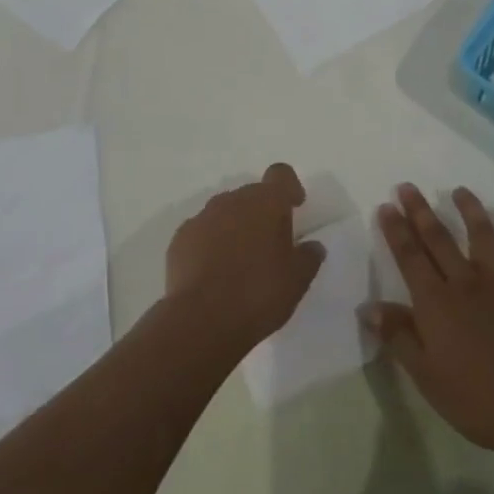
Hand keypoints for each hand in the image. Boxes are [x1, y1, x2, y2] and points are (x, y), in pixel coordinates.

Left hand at [165, 162, 324, 358]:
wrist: (202, 320)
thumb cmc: (259, 293)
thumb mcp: (298, 280)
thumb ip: (309, 257)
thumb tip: (313, 246)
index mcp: (267, 202)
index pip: (281, 174)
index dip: (289, 187)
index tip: (295, 206)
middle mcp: (234, 200)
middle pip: (252, 194)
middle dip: (261, 212)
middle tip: (269, 244)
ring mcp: (203, 217)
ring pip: (224, 212)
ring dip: (234, 227)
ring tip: (239, 261)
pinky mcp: (180, 238)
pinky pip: (201, 232)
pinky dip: (209, 244)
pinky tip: (213, 273)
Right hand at [365, 184, 493, 460]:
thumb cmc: (474, 399)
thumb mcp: (425, 375)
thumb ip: (397, 336)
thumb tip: (367, 307)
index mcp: (436, 302)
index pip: (410, 257)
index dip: (396, 231)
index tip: (386, 206)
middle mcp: (465, 282)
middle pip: (439, 239)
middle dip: (421, 211)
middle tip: (408, 187)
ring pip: (481, 236)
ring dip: (469, 210)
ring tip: (460, 191)